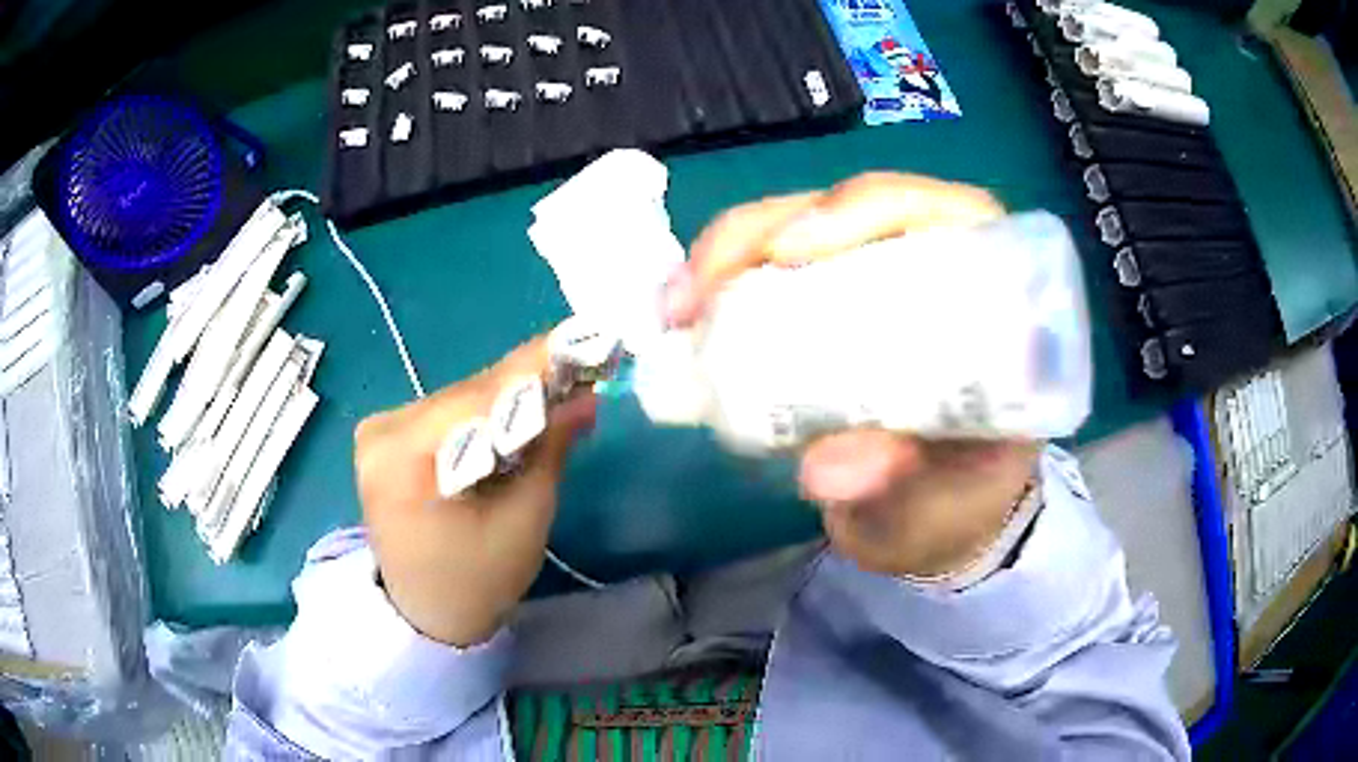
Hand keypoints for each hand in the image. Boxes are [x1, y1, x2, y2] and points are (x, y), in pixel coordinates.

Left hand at [354, 336, 596, 645]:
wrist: (424, 614)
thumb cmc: (476, 581)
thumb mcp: (524, 518)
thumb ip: (550, 447)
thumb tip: (585, 396)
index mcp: (403, 456)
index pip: (478, 397)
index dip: (535, 367)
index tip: (584, 339)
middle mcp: (381, 431)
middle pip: (467, 394)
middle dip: (527, 385)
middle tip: (581, 371)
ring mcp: (377, 432)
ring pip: (458, 400)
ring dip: (507, 399)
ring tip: (556, 394)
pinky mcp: (384, 437)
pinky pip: (445, 413)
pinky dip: (483, 413)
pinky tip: (515, 417)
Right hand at [664, 172, 1038, 578]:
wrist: (935, 523)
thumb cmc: (961, 502)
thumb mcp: (944, 499)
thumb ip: (901, 482)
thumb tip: (823, 470)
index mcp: (990, 297)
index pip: (937, 214)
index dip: (863, 209)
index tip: (789, 251)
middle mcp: (934, 270)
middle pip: (848, 209)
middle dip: (766, 230)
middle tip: (700, 288)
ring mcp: (875, 282)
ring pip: (797, 229)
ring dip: (728, 254)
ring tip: (675, 307)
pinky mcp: (829, 307)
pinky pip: (770, 274)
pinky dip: (720, 287)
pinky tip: (683, 315)